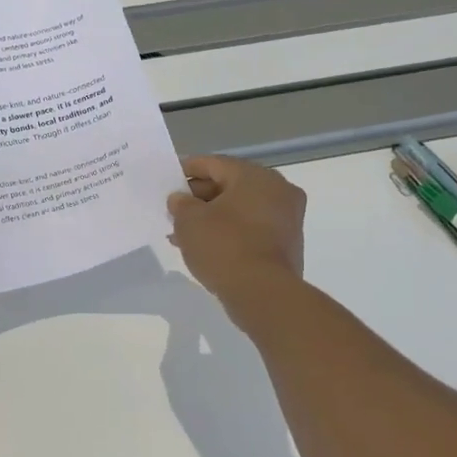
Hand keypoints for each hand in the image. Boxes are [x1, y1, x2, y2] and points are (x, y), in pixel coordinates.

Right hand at [168, 155, 306, 319]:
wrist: (263, 293)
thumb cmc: (224, 246)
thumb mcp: (189, 221)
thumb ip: (181, 204)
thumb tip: (181, 199)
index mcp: (255, 176)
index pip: (215, 164)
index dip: (188, 169)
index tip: (169, 179)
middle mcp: (278, 190)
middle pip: (231, 185)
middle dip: (200, 197)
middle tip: (175, 210)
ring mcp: (287, 218)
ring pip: (241, 209)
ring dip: (213, 217)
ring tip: (184, 233)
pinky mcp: (287, 243)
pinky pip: (252, 228)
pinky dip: (230, 232)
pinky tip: (206, 247)